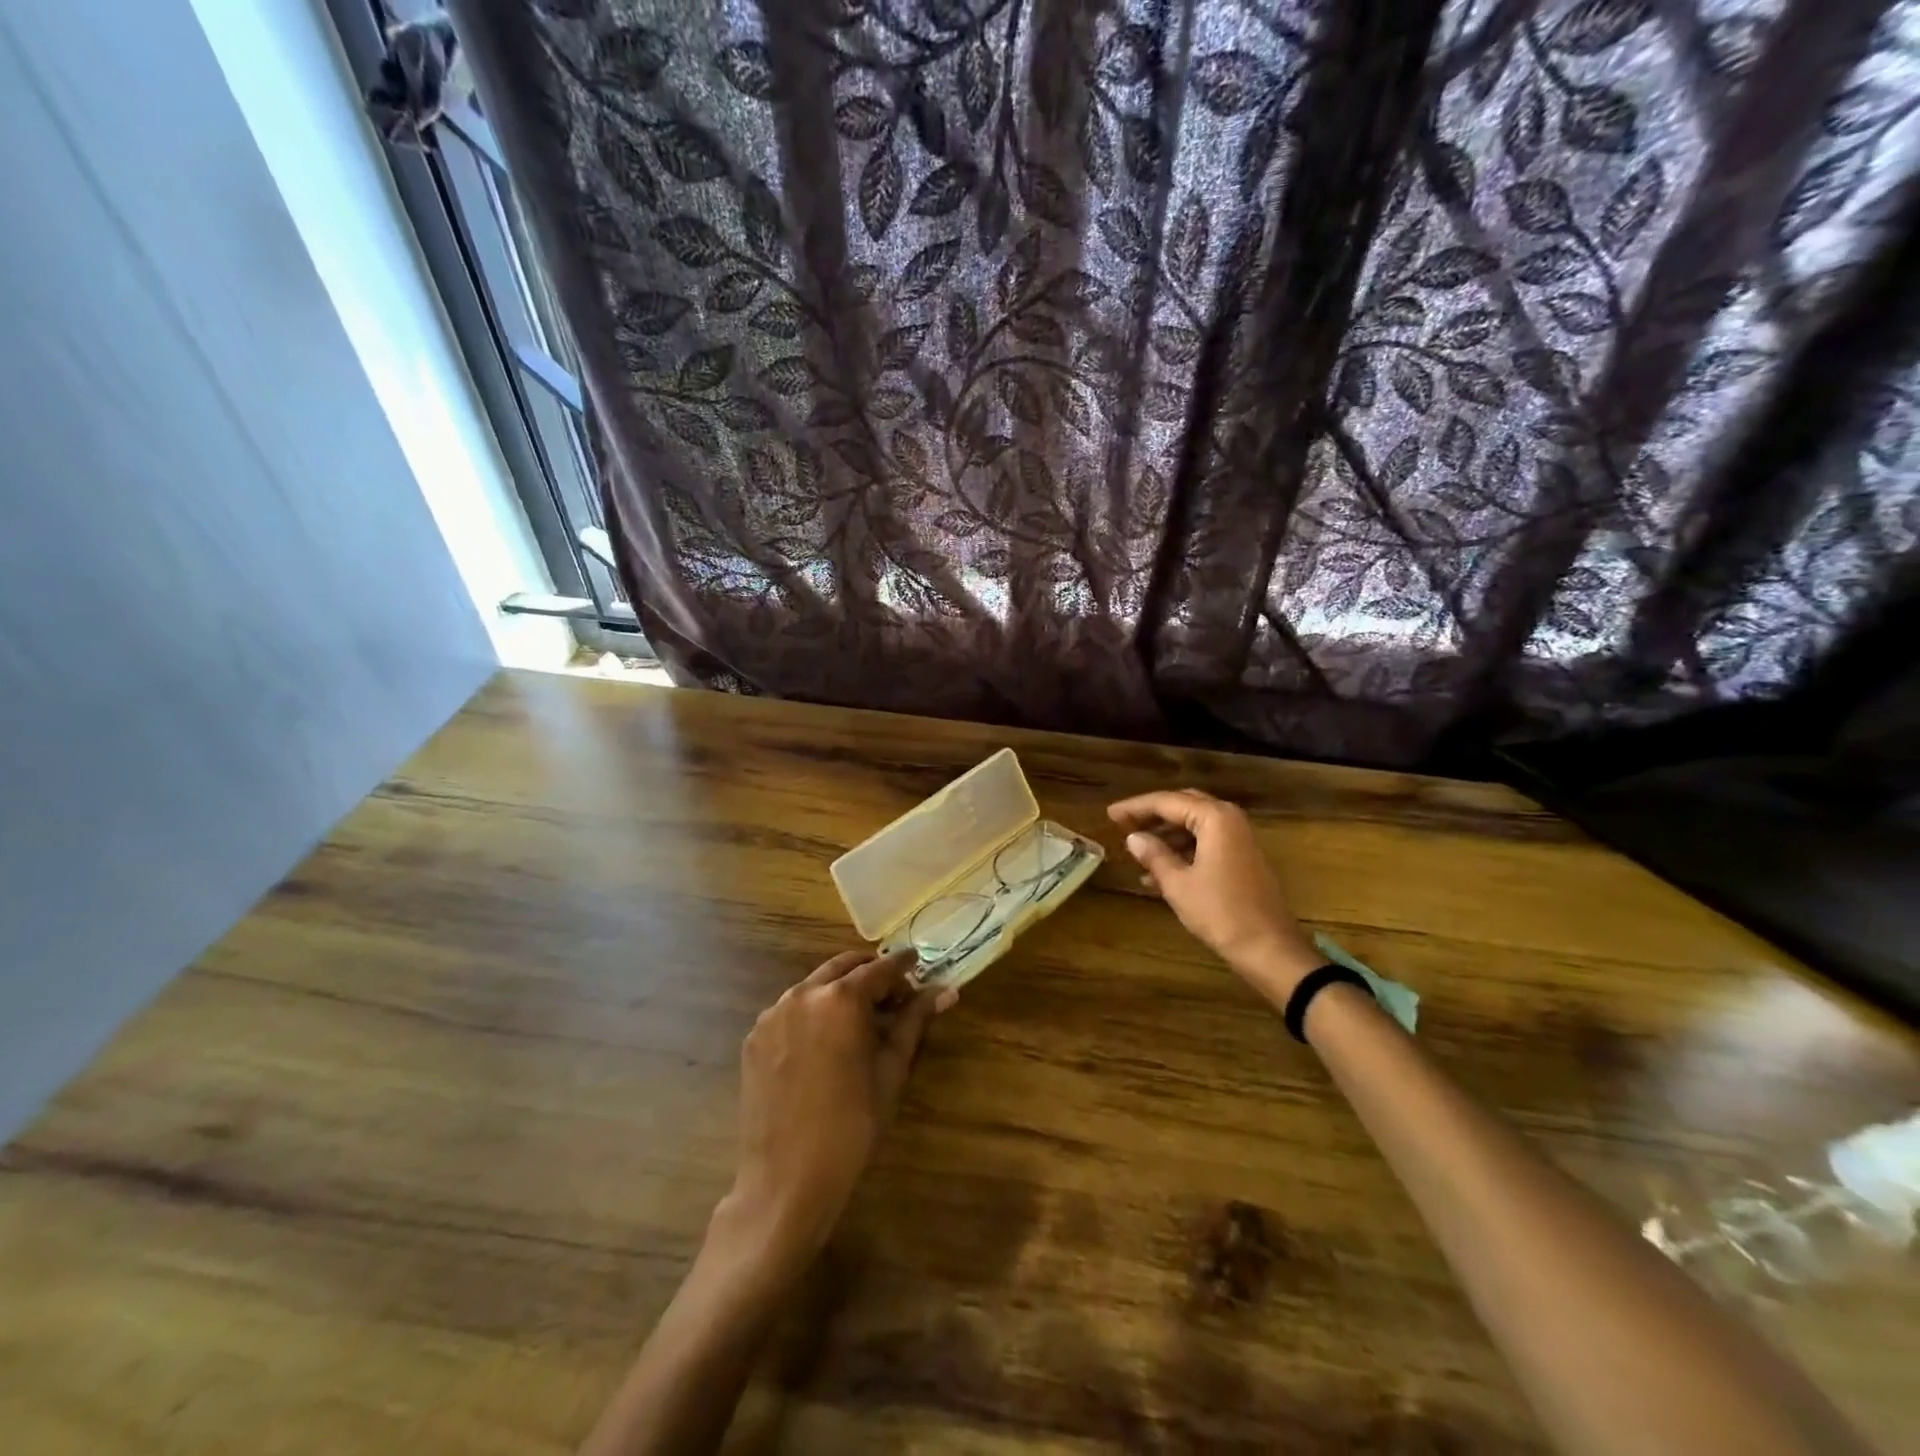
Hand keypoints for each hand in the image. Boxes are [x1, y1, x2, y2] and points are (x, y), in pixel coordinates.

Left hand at [722, 948, 954, 1269]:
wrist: (787, 1181)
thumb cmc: (852, 1126)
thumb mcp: (891, 1071)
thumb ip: (914, 1022)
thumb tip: (946, 991)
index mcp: (841, 999)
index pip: (880, 968)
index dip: (903, 966)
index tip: (918, 964)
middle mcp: (803, 994)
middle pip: (843, 967)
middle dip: (870, 974)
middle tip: (893, 995)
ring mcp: (773, 1014)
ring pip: (814, 986)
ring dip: (840, 991)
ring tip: (860, 1021)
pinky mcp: (754, 1037)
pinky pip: (790, 1010)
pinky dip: (813, 1013)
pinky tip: (825, 1043)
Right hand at [1108, 788, 1320, 1003]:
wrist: (1269, 949)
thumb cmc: (1221, 913)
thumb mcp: (1178, 884)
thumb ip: (1154, 855)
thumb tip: (1133, 837)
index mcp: (1215, 818)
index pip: (1167, 802)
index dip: (1135, 807)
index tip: (1110, 814)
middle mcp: (1229, 820)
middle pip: (1183, 806)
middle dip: (1151, 815)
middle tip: (1122, 824)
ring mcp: (1239, 839)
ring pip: (1194, 826)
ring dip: (1165, 835)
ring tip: (1136, 850)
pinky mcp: (1242, 859)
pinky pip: (1205, 843)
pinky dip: (1181, 851)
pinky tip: (1157, 873)